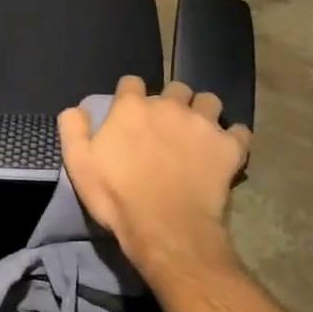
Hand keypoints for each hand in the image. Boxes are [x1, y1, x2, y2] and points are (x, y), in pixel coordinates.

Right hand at [59, 76, 251, 273]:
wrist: (165, 229)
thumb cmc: (117, 196)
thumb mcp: (78, 163)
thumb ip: (73, 128)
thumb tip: (77, 108)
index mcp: (132, 107)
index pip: (132, 83)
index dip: (130, 96)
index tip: (129, 113)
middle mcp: (169, 106)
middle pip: (175, 88)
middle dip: (172, 101)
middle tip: (167, 125)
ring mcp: (202, 124)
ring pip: (209, 101)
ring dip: (203, 112)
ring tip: (198, 132)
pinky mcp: (229, 147)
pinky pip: (239, 131)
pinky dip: (232, 138)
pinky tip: (224, 151)